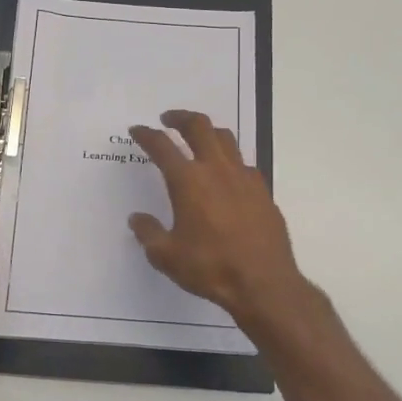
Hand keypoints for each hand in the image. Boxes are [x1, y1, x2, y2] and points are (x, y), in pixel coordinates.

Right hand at [127, 110, 309, 325]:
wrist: (264, 282)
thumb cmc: (210, 267)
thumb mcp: (167, 256)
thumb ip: (148, 233)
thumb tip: (137, 218)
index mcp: (188, 181)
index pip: (162, 146)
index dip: (147, 135)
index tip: (137, 131)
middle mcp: (216, 170)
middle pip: (199, 126)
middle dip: (180, 117)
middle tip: (168, 119)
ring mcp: (244, 177)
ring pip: (225, 138)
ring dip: (207, 131)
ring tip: (197, 137)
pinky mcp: (263, 191)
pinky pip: (243, 163)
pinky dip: (229, 159)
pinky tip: (226, 174)